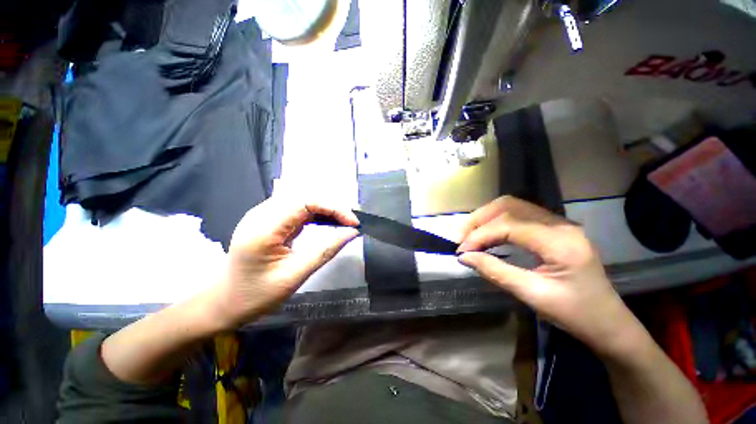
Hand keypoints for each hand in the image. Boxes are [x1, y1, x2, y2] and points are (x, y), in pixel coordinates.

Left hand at [212, 198, 359, 327]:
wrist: (224, 301)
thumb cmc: (256, 294)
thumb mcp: (295, 275)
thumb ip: (326, 250)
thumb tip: (352, 232)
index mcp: (264, 228)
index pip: (305, 202)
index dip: (333, 207)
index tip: (353, 222)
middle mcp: (261, 214)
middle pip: (304, 197)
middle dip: (332, 207)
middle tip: (350, 222)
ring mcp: (263, 215)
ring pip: (302, 200)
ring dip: (325, 209)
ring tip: (343, 221)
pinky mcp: (268, 220)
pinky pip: (296, 209)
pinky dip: (316, 214)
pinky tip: (327, 222)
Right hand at [457, 196, 635, 355]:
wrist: (608, 322)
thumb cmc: (575, 314)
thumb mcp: (532, 295)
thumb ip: (495, 271)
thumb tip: (464, 257)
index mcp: (560, 242)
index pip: (508, 225)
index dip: (479, 235)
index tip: (461, 251)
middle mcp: (560, 224)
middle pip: (509, 206)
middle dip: (479, 220)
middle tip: (462, 238)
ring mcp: (559, 223)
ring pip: (512, 206)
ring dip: (486, 218)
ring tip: (470, 235)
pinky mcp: (554, 228)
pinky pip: (519, 215)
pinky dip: (497, 221)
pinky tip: (488, 235)